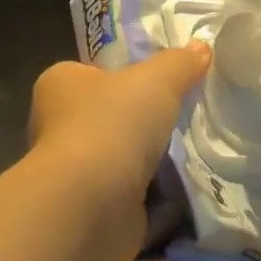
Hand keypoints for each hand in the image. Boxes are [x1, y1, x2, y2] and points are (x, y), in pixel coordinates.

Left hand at [27, 45, 211, 254]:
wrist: (90, 208)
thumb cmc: (111, 124)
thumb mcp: (155, 79)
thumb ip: (179, 63)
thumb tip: (201, 47)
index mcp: (60, 84)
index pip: (95, 71)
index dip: (126, 72)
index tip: (163, 78)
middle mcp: (59, 126)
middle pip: (111, 115)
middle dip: (145, 119)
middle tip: (188, 112)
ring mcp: (75, 173)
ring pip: (124, 157)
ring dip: (154, 160)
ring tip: (198, 147)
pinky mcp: (94, 212)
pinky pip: (134, 197)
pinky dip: (159, 196)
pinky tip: (192, 186)